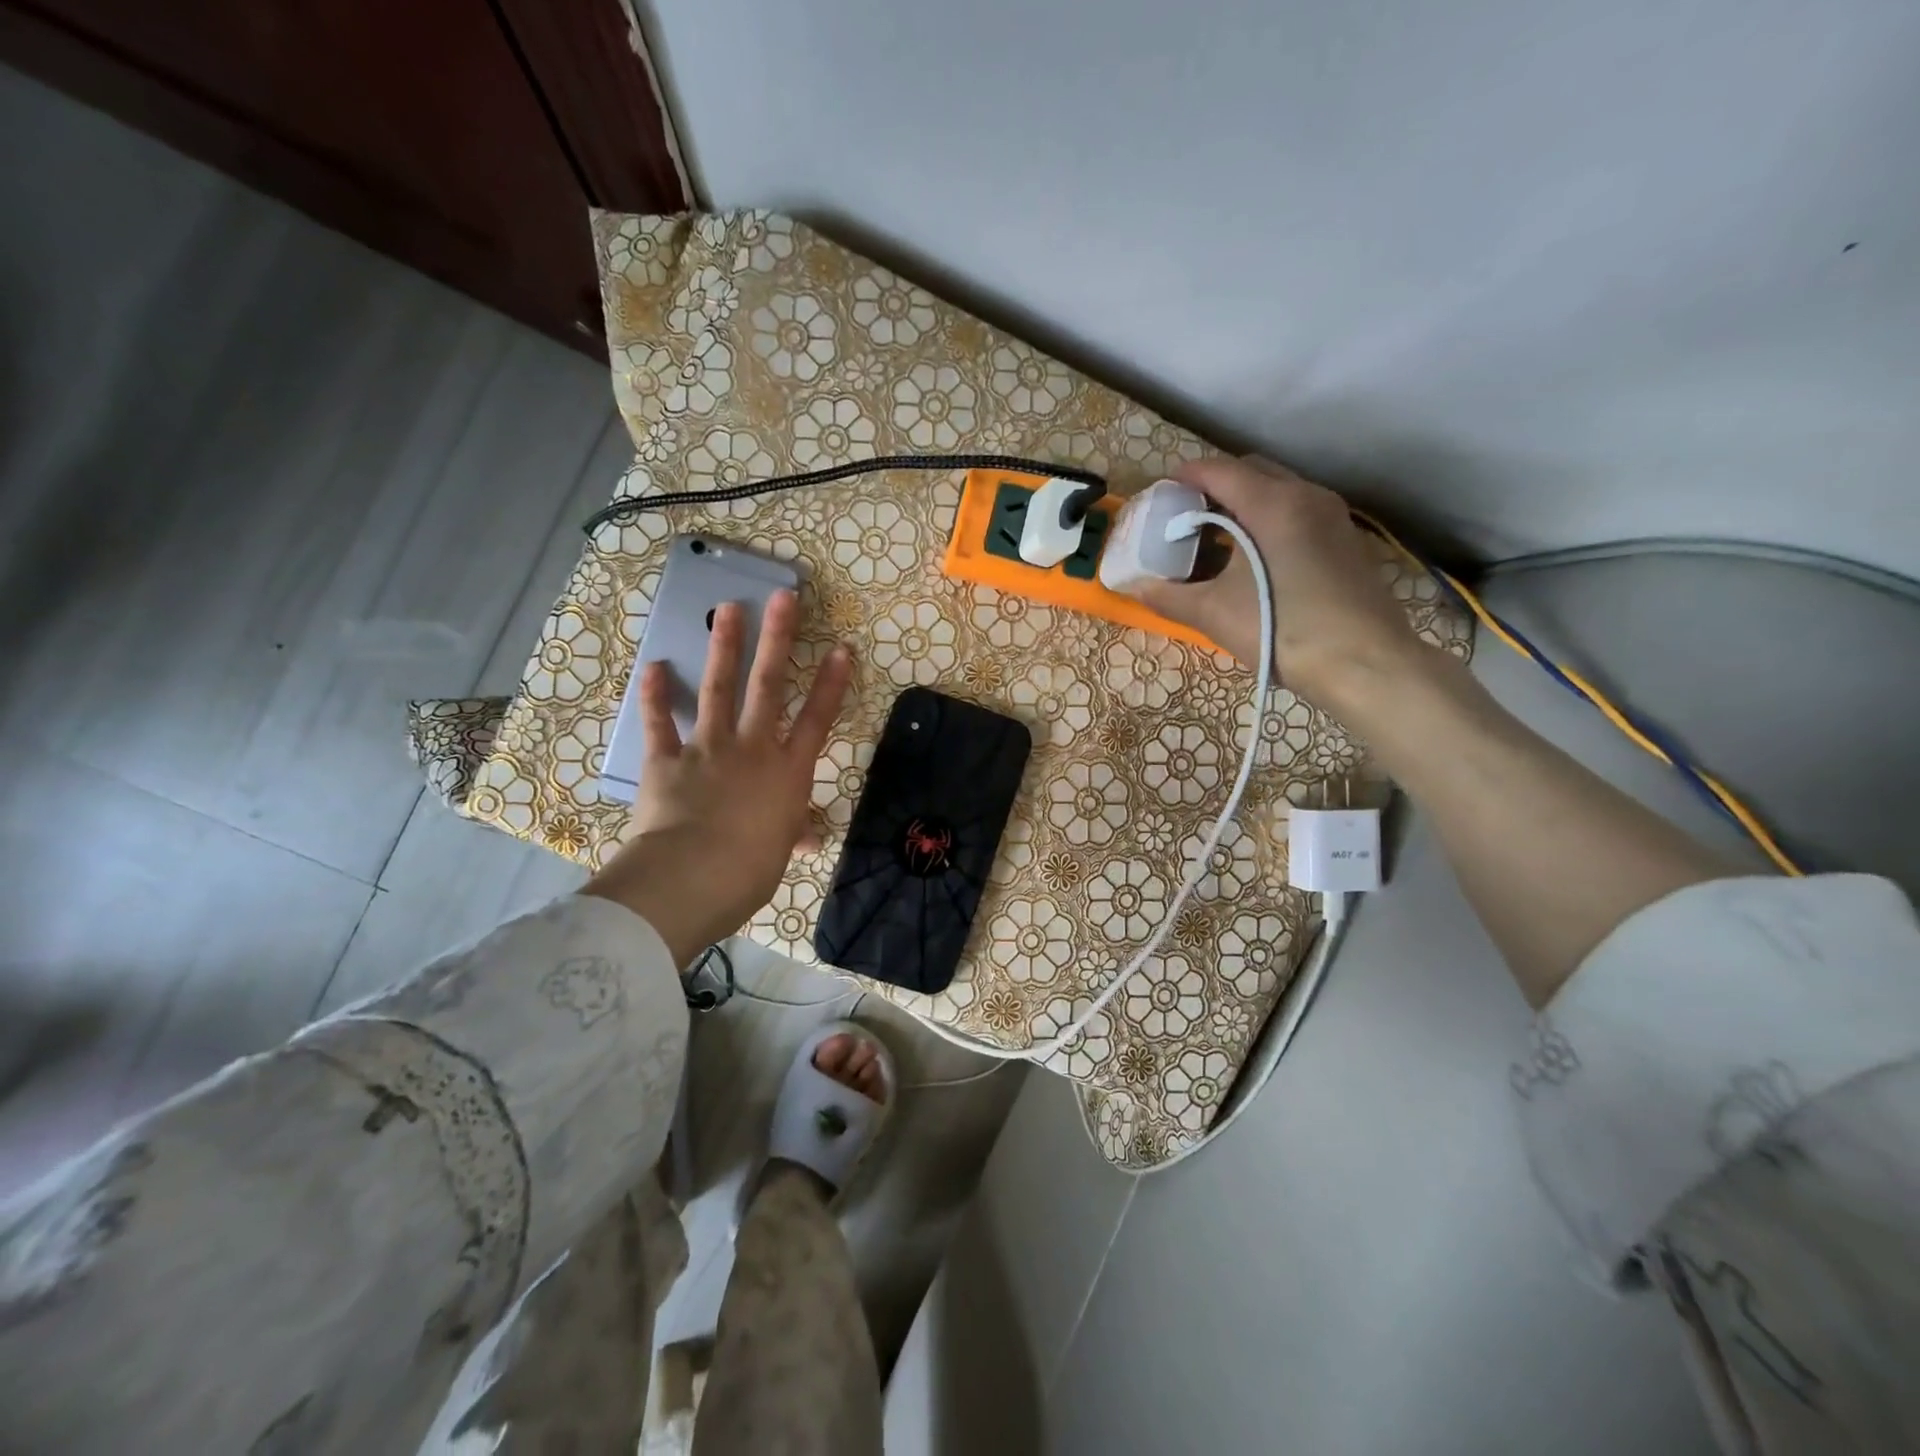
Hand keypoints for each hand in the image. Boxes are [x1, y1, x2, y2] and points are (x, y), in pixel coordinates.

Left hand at [583, 590, 852, 965]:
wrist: (693, 876)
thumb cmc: (750, 871)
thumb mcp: (779, 853)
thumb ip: (791, 834)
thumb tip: (809, 839)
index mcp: (787, 773)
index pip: (816, 720)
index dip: (830, 684)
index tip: (840, 648)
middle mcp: (752, 749)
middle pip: (768, 686)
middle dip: (778, 640)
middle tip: (783, 597)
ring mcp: (708, 749)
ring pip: (718, 690)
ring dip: (724, 648)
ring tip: (728, 609)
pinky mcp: (666, 760)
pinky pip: (660, 724)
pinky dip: (655, 696)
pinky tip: (654, 667)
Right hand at [1128, 457, 1435, 712]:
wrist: (1364, 663)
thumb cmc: (1282, 629)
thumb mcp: (1214, 614)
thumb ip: (1169, 596)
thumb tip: (1136, 587)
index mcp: (1271, 503)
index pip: (1219, 470)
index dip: (1184, 476)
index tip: (1161, 492)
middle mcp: (1306, 495)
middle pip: (1252, 470)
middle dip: (1216, 484)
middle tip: (1186, 514)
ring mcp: (1332, 516)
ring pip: (1279, 490)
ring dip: (1245, 502)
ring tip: (1217, 536)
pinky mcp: (1346, 540)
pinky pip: (1299, 512)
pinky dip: (1270, 519)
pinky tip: (1256, 556)